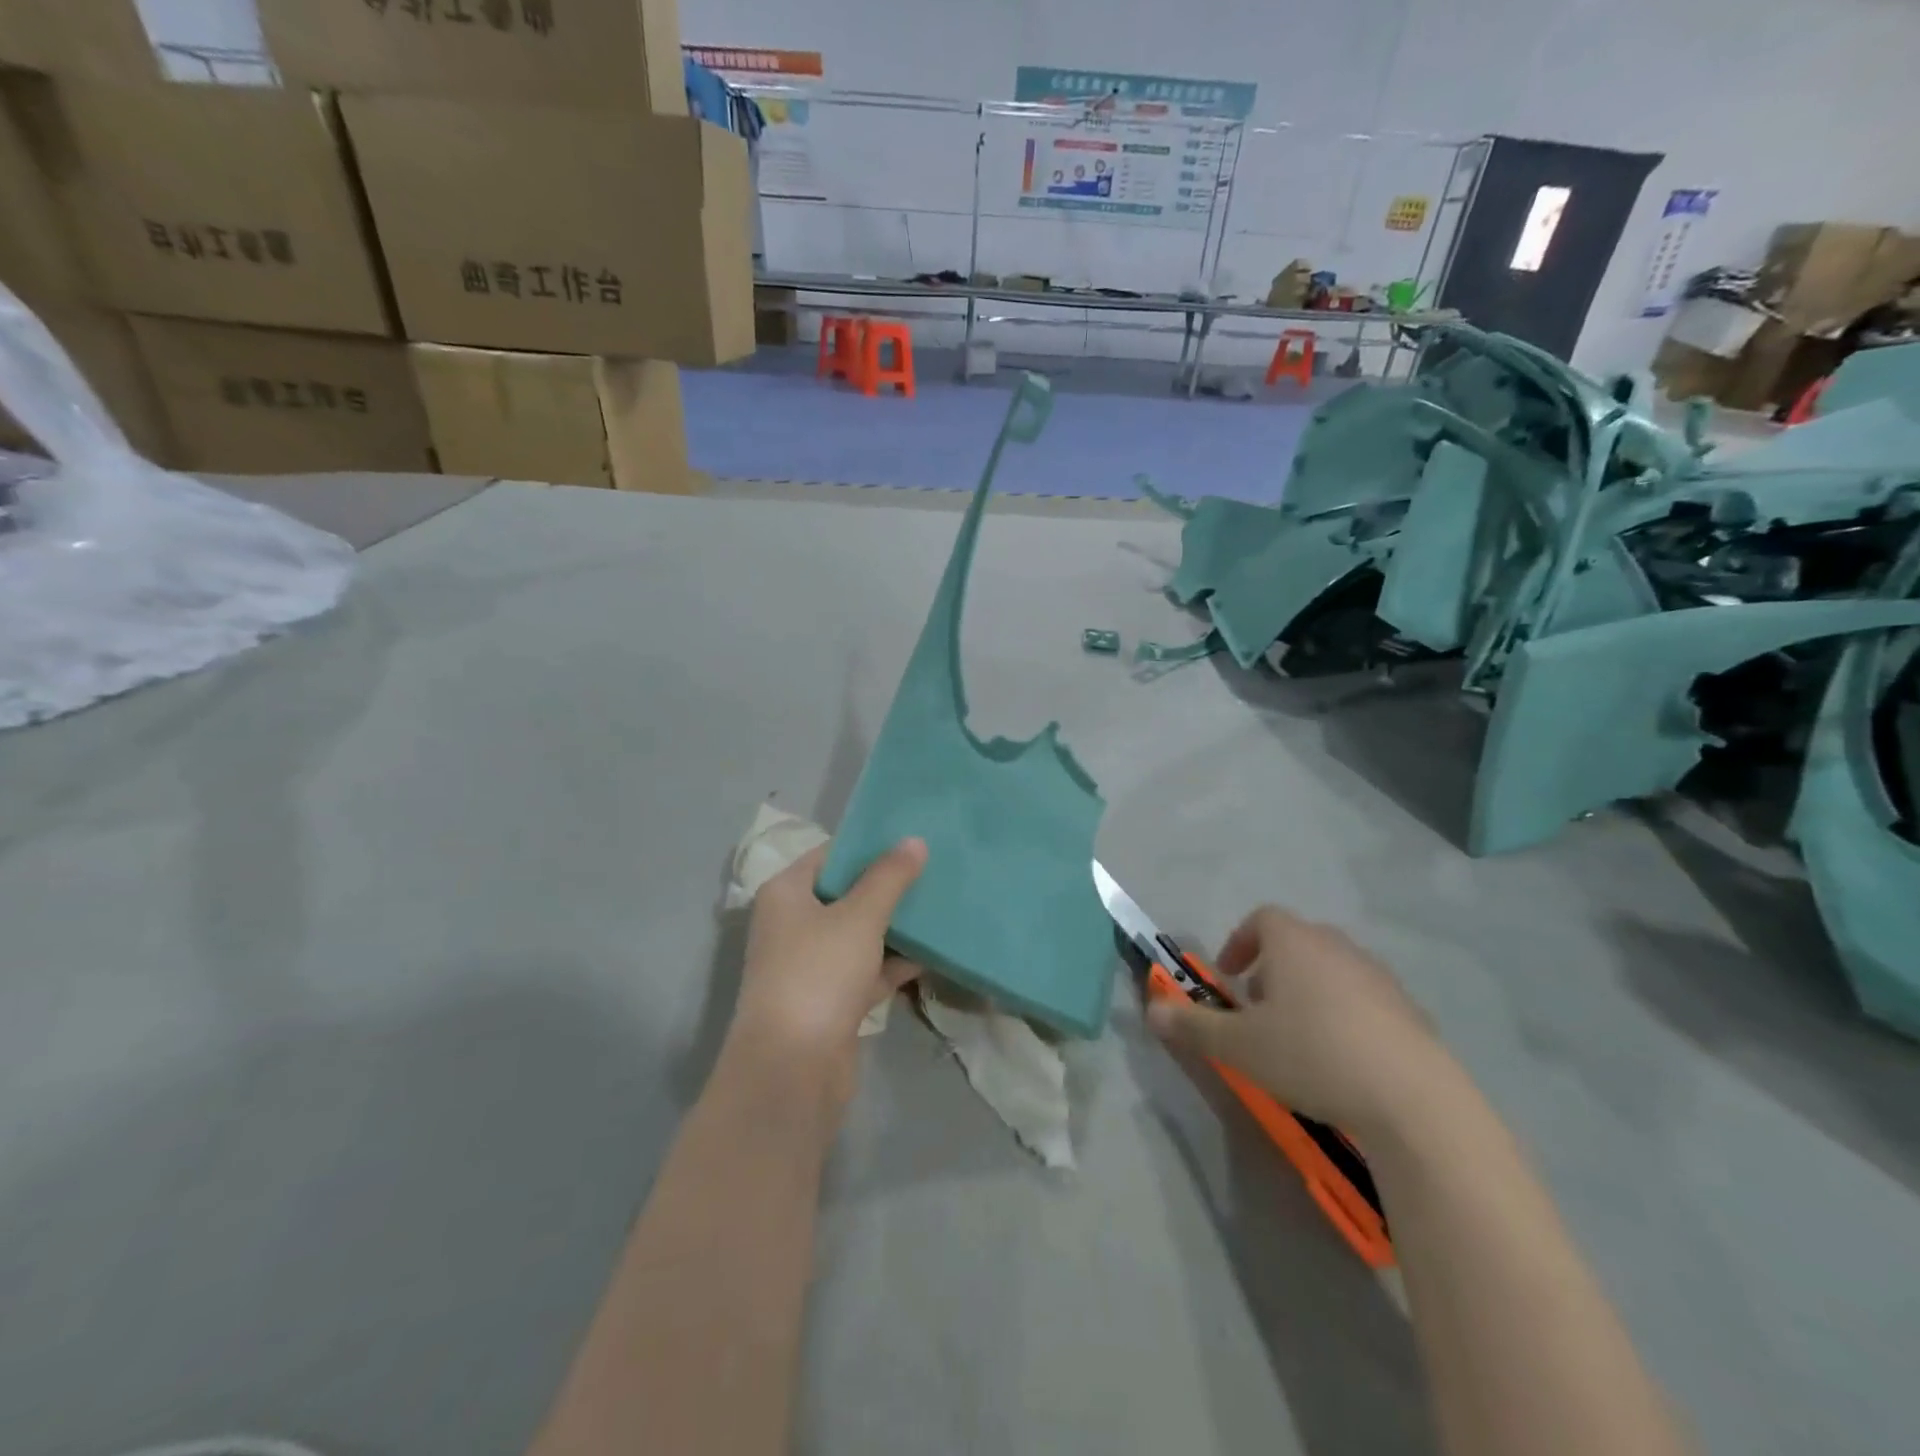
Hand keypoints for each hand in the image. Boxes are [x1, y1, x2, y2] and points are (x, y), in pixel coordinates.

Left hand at [725, 838, 927, 1114]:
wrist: (793, 1069)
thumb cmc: (819, 973)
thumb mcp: (859, 916)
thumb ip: (889, 877)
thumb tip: (914, 840)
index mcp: (787, 893)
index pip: (831, 855)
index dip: (870, 845)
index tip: (912, 838)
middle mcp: (793, 924)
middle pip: (846, 893)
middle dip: (889, 885)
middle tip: (935, 868)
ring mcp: (811, 964)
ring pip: (859, 933)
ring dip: (895, 924)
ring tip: (941, 904)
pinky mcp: (831, 1000)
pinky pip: (868, 969)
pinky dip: (894, 962)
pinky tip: (933, 952)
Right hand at [1146, 907, 1450, 1137]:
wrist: (1413, 1099)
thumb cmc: (1311, 1055)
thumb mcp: (1239, 1046)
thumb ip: (1193, 1025)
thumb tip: (1152, 1010)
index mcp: (1294, 943)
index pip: (1261, 918)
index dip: (1239, 943)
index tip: (1230, 977)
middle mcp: (1337, 947)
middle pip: (1297, 942)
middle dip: (1272, 969)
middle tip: (1258, 1009)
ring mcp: (1379, 977)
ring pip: (1332, 970)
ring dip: (1308, 992)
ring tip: (1298, 1037)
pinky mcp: (1411, 1011)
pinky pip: (1365, 1000)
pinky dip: (1345, 1016)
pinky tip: (1342, 1060)